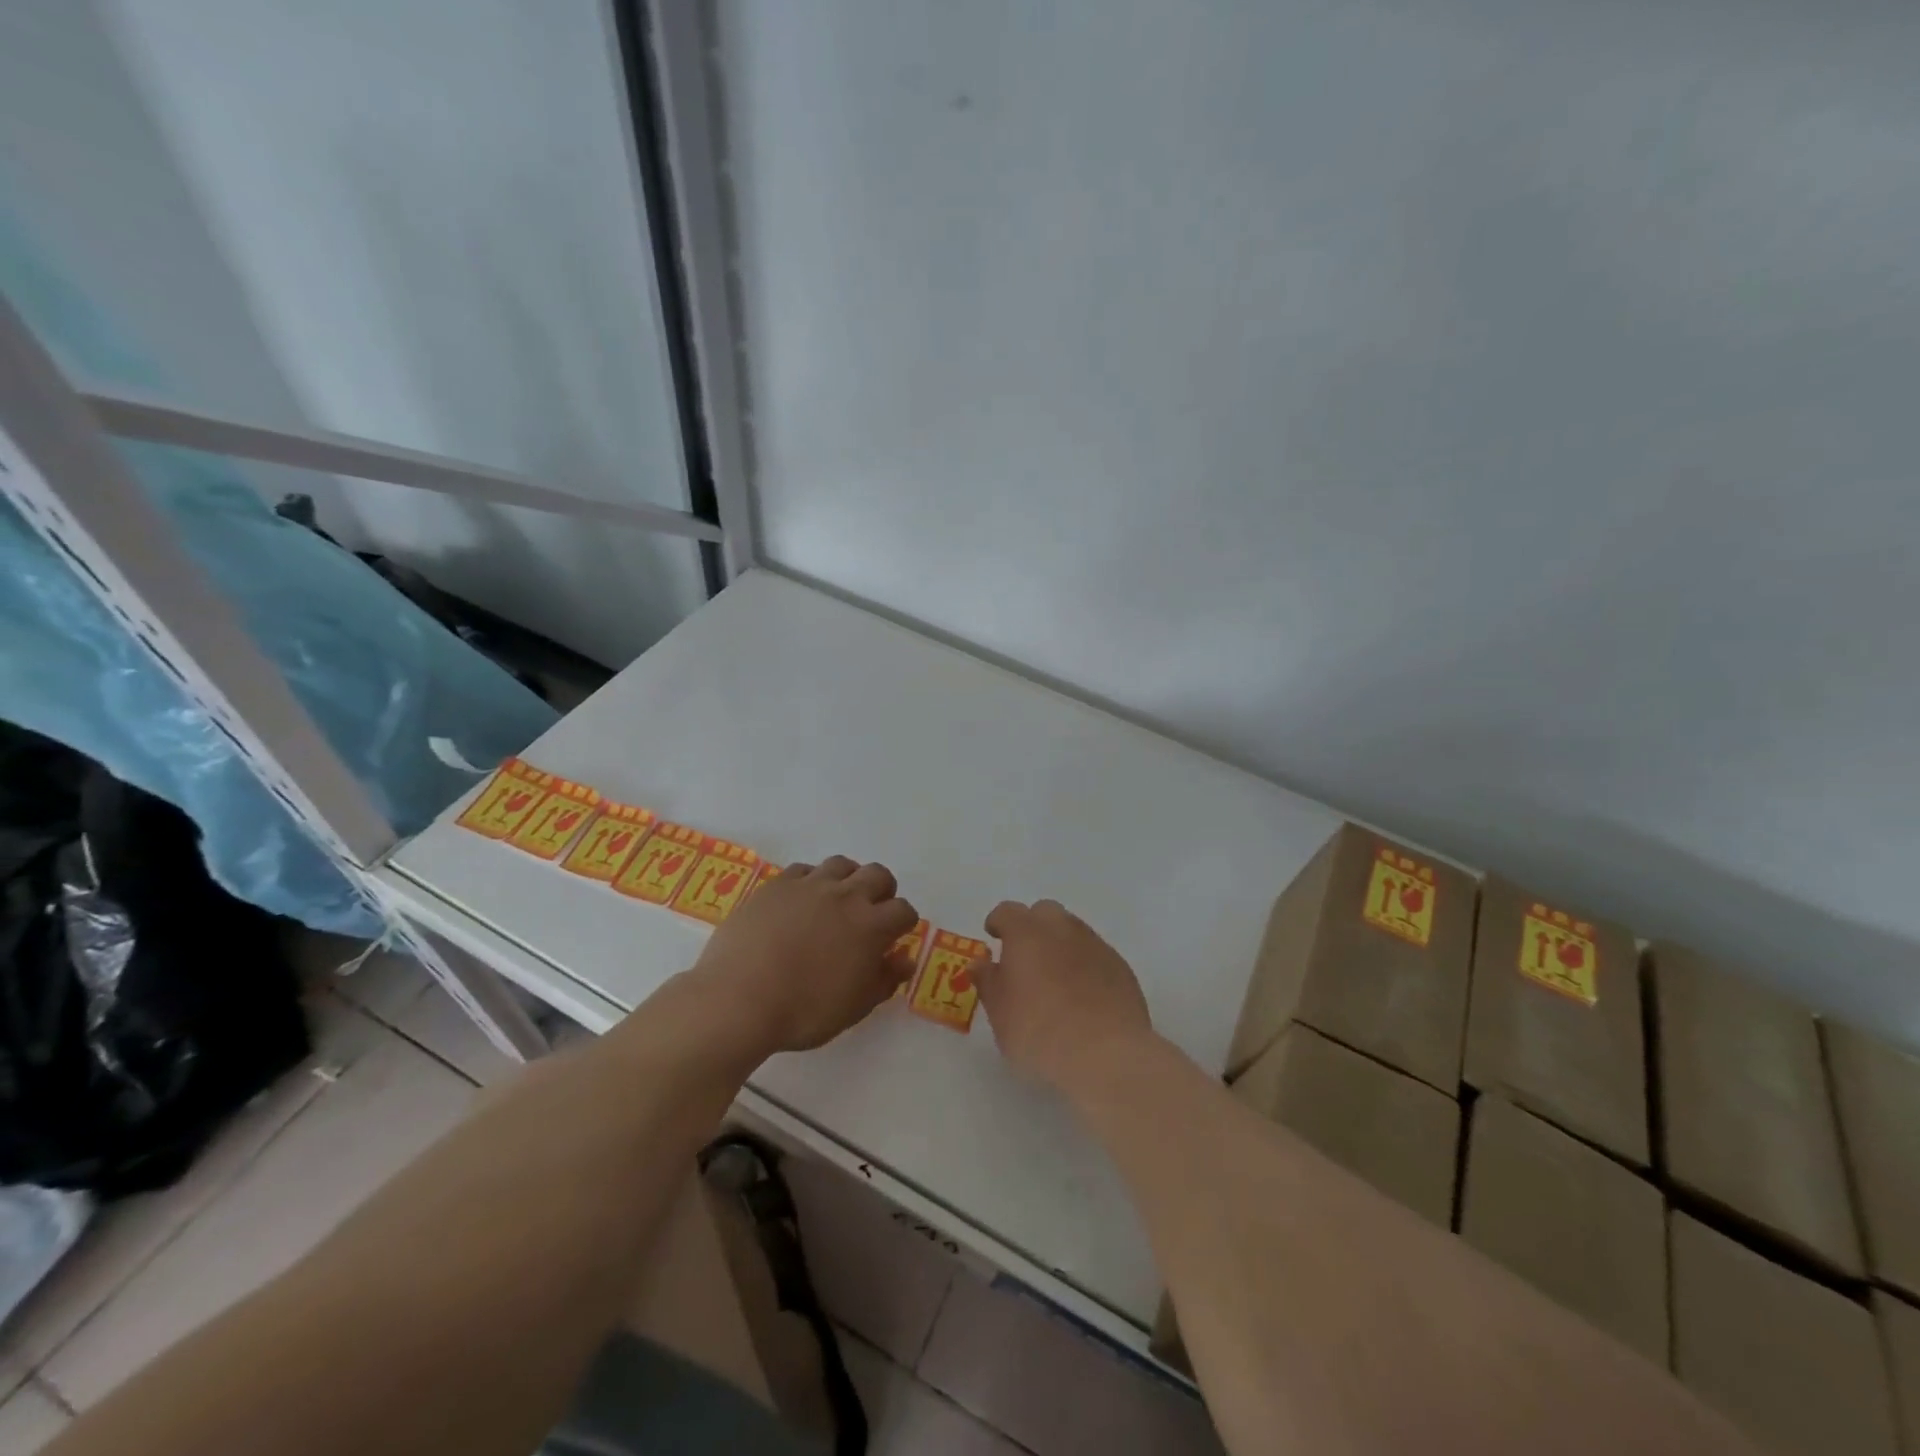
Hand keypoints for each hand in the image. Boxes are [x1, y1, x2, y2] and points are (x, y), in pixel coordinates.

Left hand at [691, 856, 918, 1056]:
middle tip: (869, 914)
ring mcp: (809, 886)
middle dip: (882, 891)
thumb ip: (885, 979)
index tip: (893, 938)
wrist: (738, 999)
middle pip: (878, 874)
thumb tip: (904, 958)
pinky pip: (803, 870)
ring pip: (841, 864)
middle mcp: (846, 896)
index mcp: (871, 927)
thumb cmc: (804, 1012)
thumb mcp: (854, 1007)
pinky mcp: (777, 885)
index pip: (903, 910)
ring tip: (836, 902)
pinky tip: (800, 903)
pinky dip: (810, 882)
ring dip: (847, 879)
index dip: (903, 923)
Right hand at [971, 899, 1153, 1097]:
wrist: (1106, 1054)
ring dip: (1060, 944)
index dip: (998, 923)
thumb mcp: (1000, 1013)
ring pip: (1072, 931)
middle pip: (1044, 912)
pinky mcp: (1120, 966)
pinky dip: (1084, 964)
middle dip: (1032, 927)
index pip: (1007, 911)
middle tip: (1025, 958)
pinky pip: (1095, 954)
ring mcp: (1095, 945)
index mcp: (1026, 933)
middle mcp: (1062, 928)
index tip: (994, 939)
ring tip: (1054, 979)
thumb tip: (981, 963)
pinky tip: (1082, 995)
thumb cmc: (1039, 1032)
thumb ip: (988, 982)